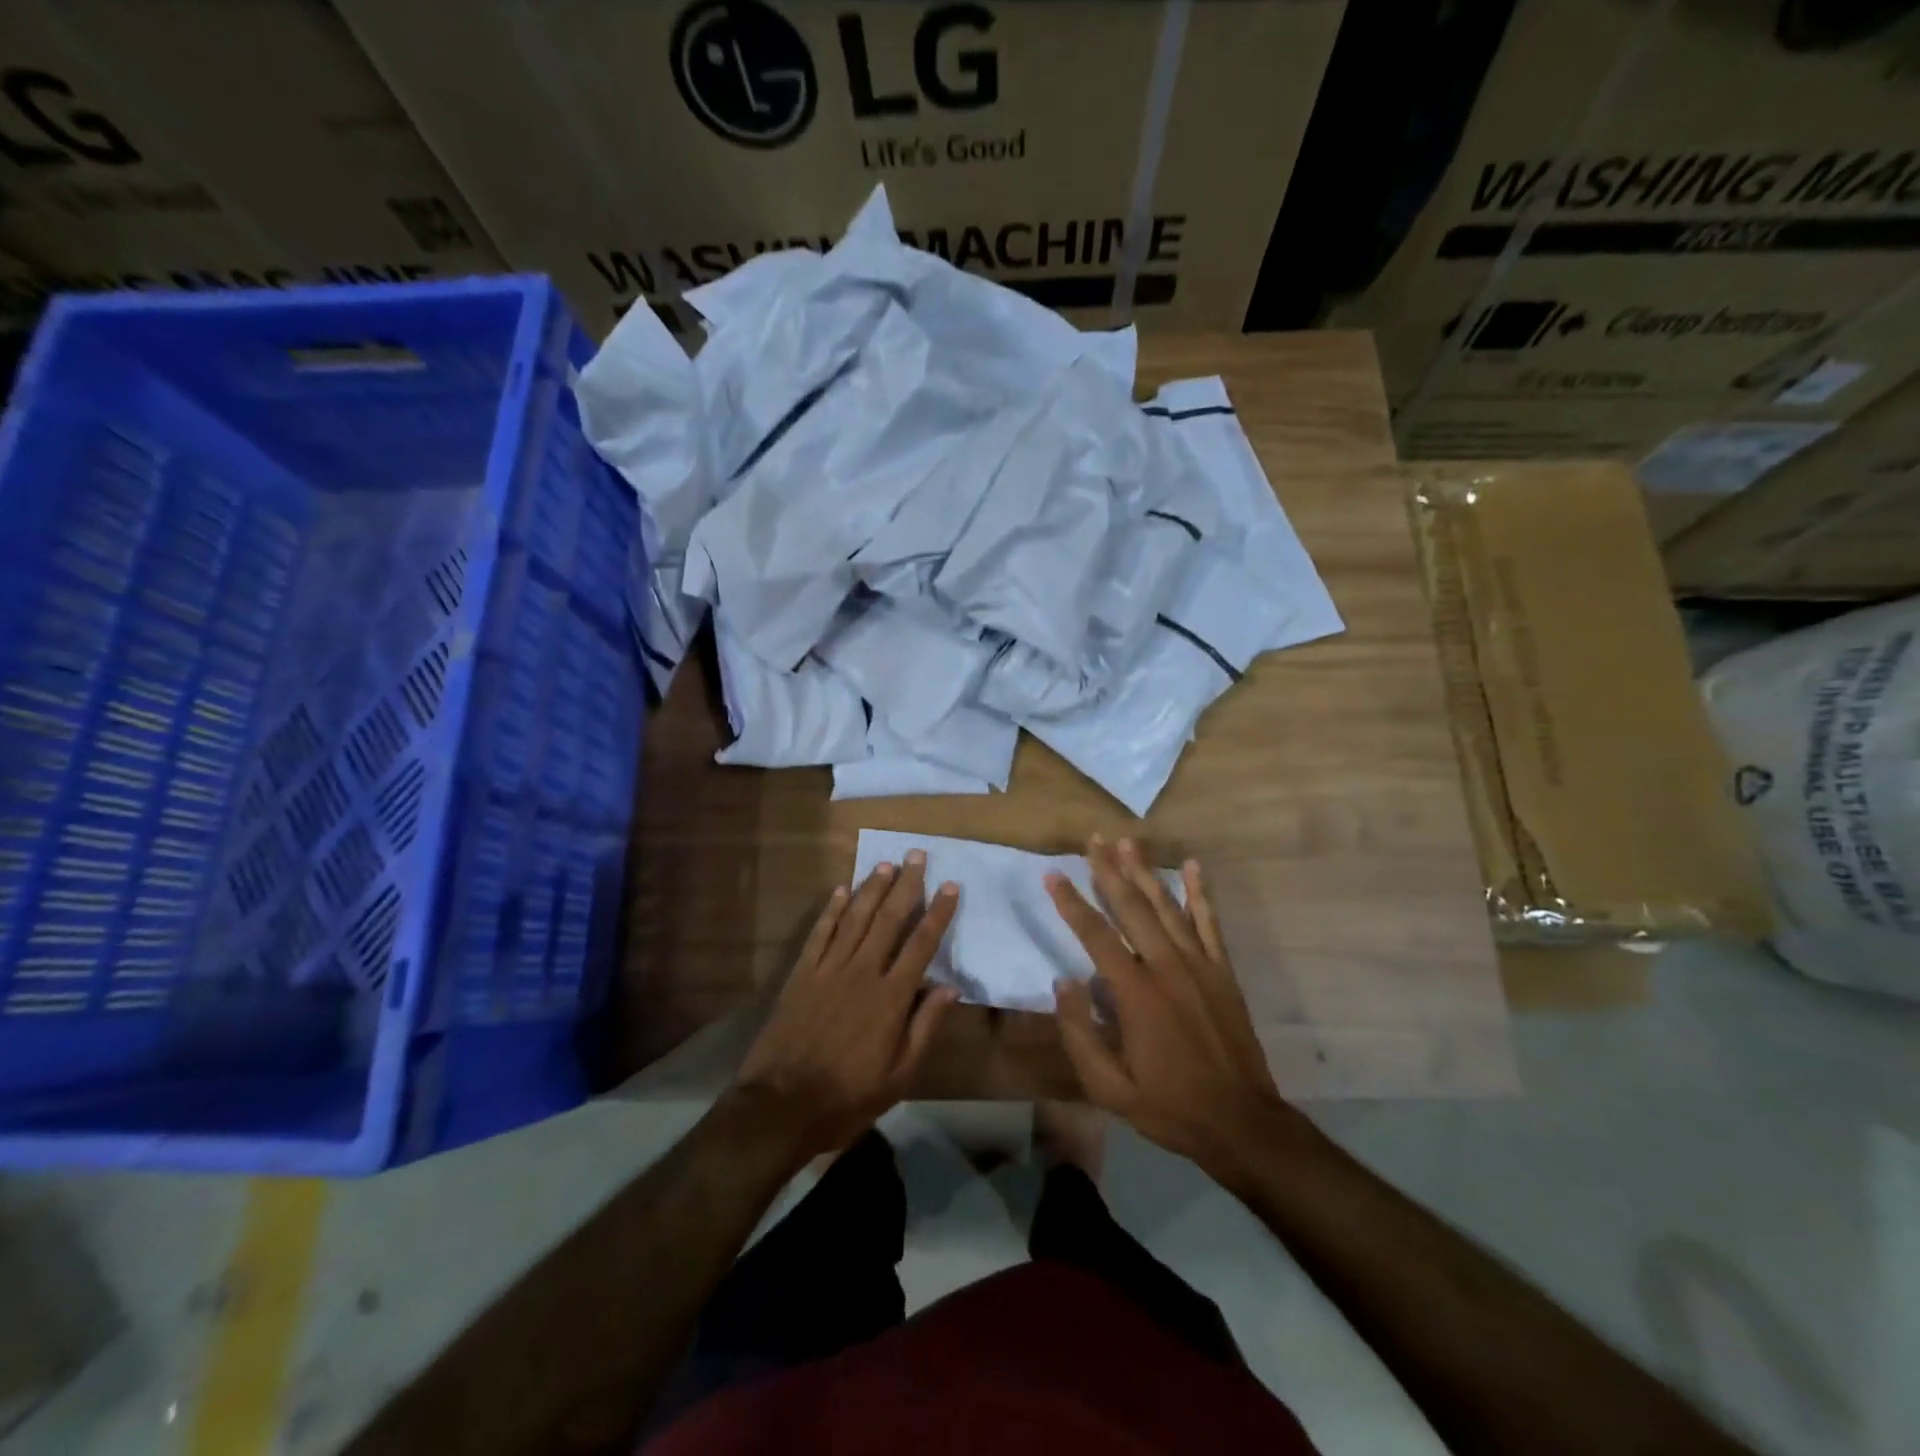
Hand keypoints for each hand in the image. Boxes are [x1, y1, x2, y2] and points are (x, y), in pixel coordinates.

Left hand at [734, 851, 959, 1164]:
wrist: (782, 1106)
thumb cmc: (848, 1096)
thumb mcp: (900, 1075)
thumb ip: (925, 1027)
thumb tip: (950, 988)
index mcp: (891, 997)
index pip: (921, 945)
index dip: (938, 913)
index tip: (950, 886)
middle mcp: (862, 972)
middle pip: (889, 920)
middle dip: (906, 885)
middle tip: (917, 855)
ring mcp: (828, 969)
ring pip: (855, 918)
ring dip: (871, 889)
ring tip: (887, 864)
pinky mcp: (801, 974)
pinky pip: (819, 933)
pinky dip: (830, 910)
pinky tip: (840, 890)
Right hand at [1046, 836, 1301, 1183]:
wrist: (1242, 1123)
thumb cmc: (1169, 1106)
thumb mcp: (1109, 1087)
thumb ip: (1080, 1033)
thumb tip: (1064, 981)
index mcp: (1136, 993)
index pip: (1096, 935)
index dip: (1071, 902)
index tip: (1052, 874)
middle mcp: (1167, 967)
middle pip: (1132, 907)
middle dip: (1109, 870)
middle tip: (1092, 840)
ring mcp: (1199, 965)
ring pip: (1167, 907)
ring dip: (1145, 872)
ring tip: (1127, 842)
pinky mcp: (1222, 971)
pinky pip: (1209, 923)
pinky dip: (1201, 893)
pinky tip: (1194, 866)